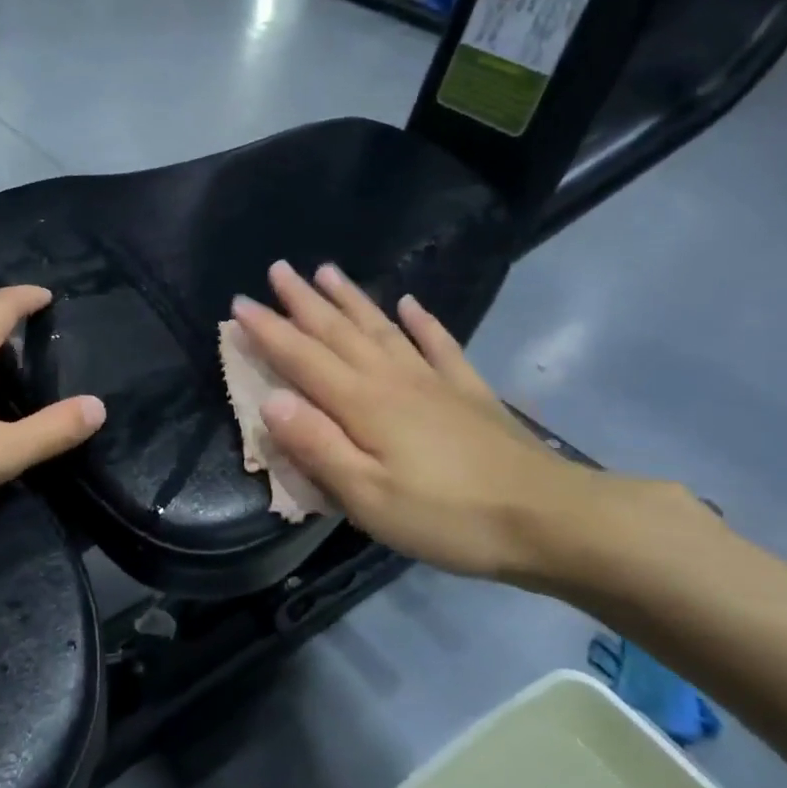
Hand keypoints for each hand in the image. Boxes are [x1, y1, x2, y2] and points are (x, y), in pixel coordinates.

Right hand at [230, 261, 615, 584]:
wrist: (548, 518)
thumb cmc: (447, 516)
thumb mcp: (368, 497)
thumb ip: (317, 446)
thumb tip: (271, 401)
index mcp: (363, 404)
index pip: (303, 359)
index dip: (269, 331)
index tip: (239, 304)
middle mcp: (393, 379)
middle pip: (339, 332)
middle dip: (303, 302)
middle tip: (277, 269)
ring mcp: (434, 381)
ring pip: (382, 329)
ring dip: (351, 299)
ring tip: (327, 271)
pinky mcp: (468, 392)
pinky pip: (438, 345)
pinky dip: (422, 322)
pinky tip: (409, 304)